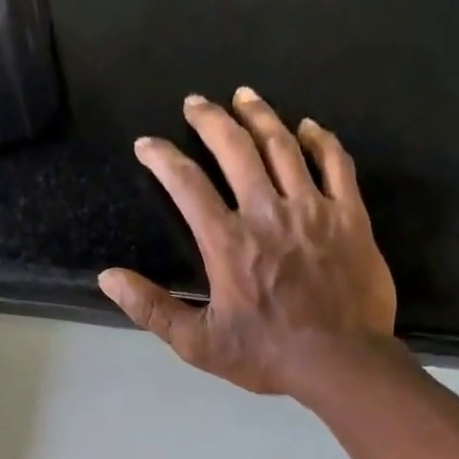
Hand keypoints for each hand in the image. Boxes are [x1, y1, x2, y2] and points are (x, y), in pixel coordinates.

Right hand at [99, 88, 396, 397]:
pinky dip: (321, 140)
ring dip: (261, 116)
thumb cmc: (266, 355)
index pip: (187, 185)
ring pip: (284, 146)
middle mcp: (267, 212)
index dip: (163, 159)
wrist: (340, 362)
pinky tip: (309, 127)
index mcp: (228, 242)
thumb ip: (152, 308)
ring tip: (244, 96)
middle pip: (236, 149)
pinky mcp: (349, 216)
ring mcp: (312, 209)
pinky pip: (336, 164)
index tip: (147, 144)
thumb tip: (108, 278)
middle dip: (211, 120)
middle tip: (196, 102)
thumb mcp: (198, 343)